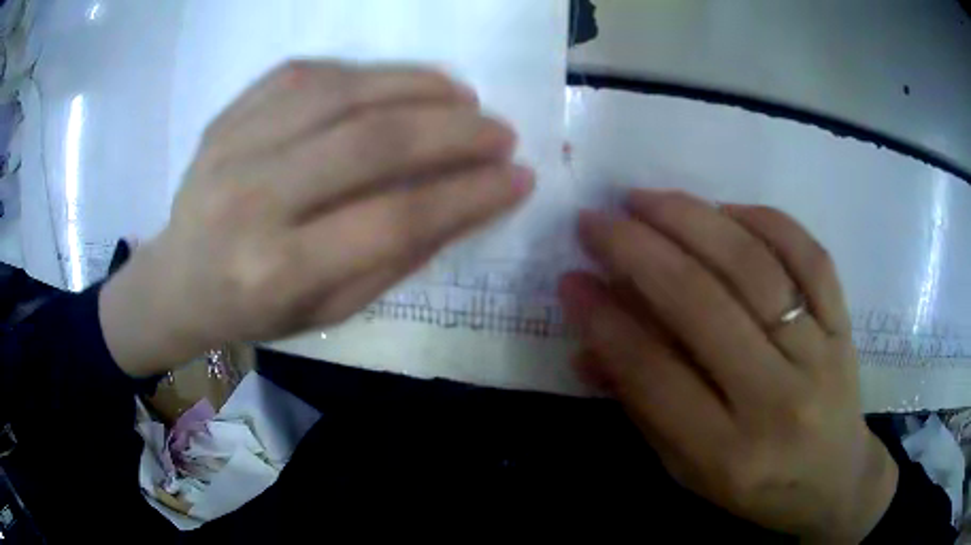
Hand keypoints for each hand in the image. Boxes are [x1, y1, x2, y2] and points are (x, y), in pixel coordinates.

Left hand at [100, 61, 533, 375]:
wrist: (176, 280)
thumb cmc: (252, 311)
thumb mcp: (327, 312)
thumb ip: (395, 258)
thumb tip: (467, 201)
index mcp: (278, 271)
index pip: (393, 219)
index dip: (468, 194)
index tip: (519, 178)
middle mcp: (252, 200)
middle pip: (371, 143)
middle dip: (454, 131)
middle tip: (500, 131)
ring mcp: (233, 146)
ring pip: (341, 92)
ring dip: (417, 86)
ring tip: (462, 95)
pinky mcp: (228, 115)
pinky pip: (305, 73)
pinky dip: (365, 72)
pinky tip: (399, 84)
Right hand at [558, 190, 896, 541]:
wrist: (835, 480)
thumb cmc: (757, 487)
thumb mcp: (689, 470)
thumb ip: (642, 408)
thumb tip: (587, 347)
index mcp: (728, 454)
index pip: (655, 374)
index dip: (605, 319)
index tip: (571, 278)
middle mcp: (777, 400)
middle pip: (703, 307)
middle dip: (638, 252)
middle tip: (597, 220)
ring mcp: (820, 354)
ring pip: (755, 268)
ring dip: (693, 221)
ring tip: (646, 200)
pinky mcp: (845, 324)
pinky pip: (810, 256)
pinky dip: (766, 221)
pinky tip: (725, 210)